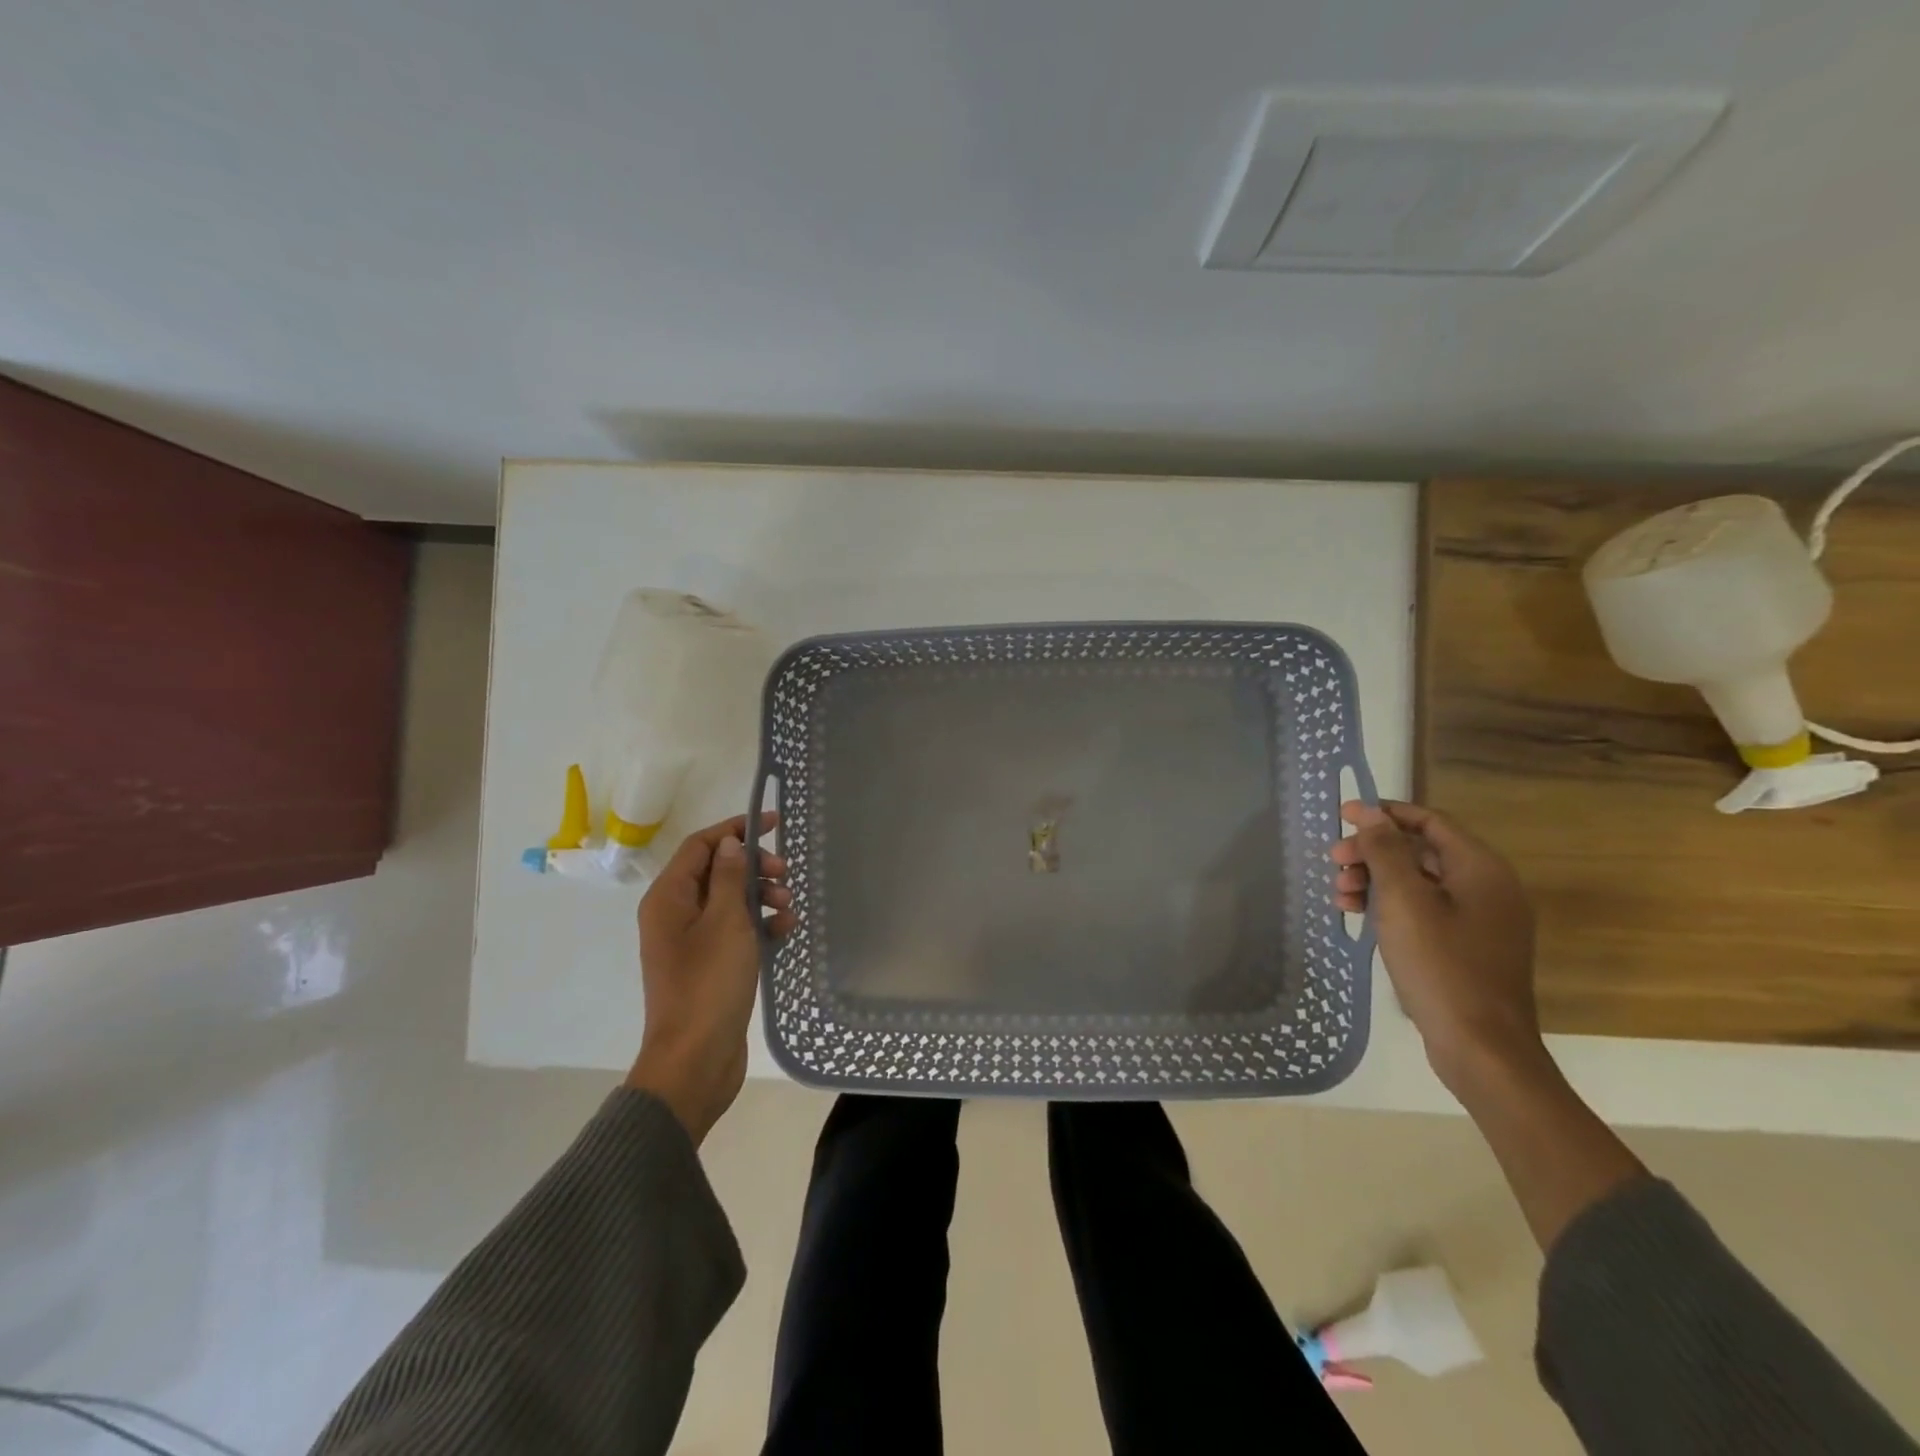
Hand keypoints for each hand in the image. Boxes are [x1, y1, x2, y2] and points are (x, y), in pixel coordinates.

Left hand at [626, 812, 795, 1144]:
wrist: (695, 1060)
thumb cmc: (708, 984)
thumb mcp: (725, 922)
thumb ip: (729, 877)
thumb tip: (730, 842)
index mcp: (669, 898)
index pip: (701, 845)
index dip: (736, 829)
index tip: (774, 823)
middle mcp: (675, 914)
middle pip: (718, 871)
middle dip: (755, 868)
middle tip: (786, 875)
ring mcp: (693, 941)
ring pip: (731, 901)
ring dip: (762, 897)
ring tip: (789, 908)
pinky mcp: (711, 964)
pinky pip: (737, 930)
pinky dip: (760, 925)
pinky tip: (785, 931)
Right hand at [1329, 801, 1548, 1092]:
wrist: (1481, 1047)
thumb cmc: (1441, 965)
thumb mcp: (1404, 901)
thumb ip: (1386, 852)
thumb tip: (1371, 813)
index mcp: (1480, 869)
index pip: (1429, 821)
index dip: (1384, 814)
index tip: (1341, 816)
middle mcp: (1487, 887)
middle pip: (1421, 851)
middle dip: (1373, 851)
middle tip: (1334, 861)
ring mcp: (1480, 919)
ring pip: (1418, 881)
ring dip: (1375, 879)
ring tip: (1339, 894)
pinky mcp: (1467, 945)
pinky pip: (1424, 909)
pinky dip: (1390, 906)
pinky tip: (1359, 917)